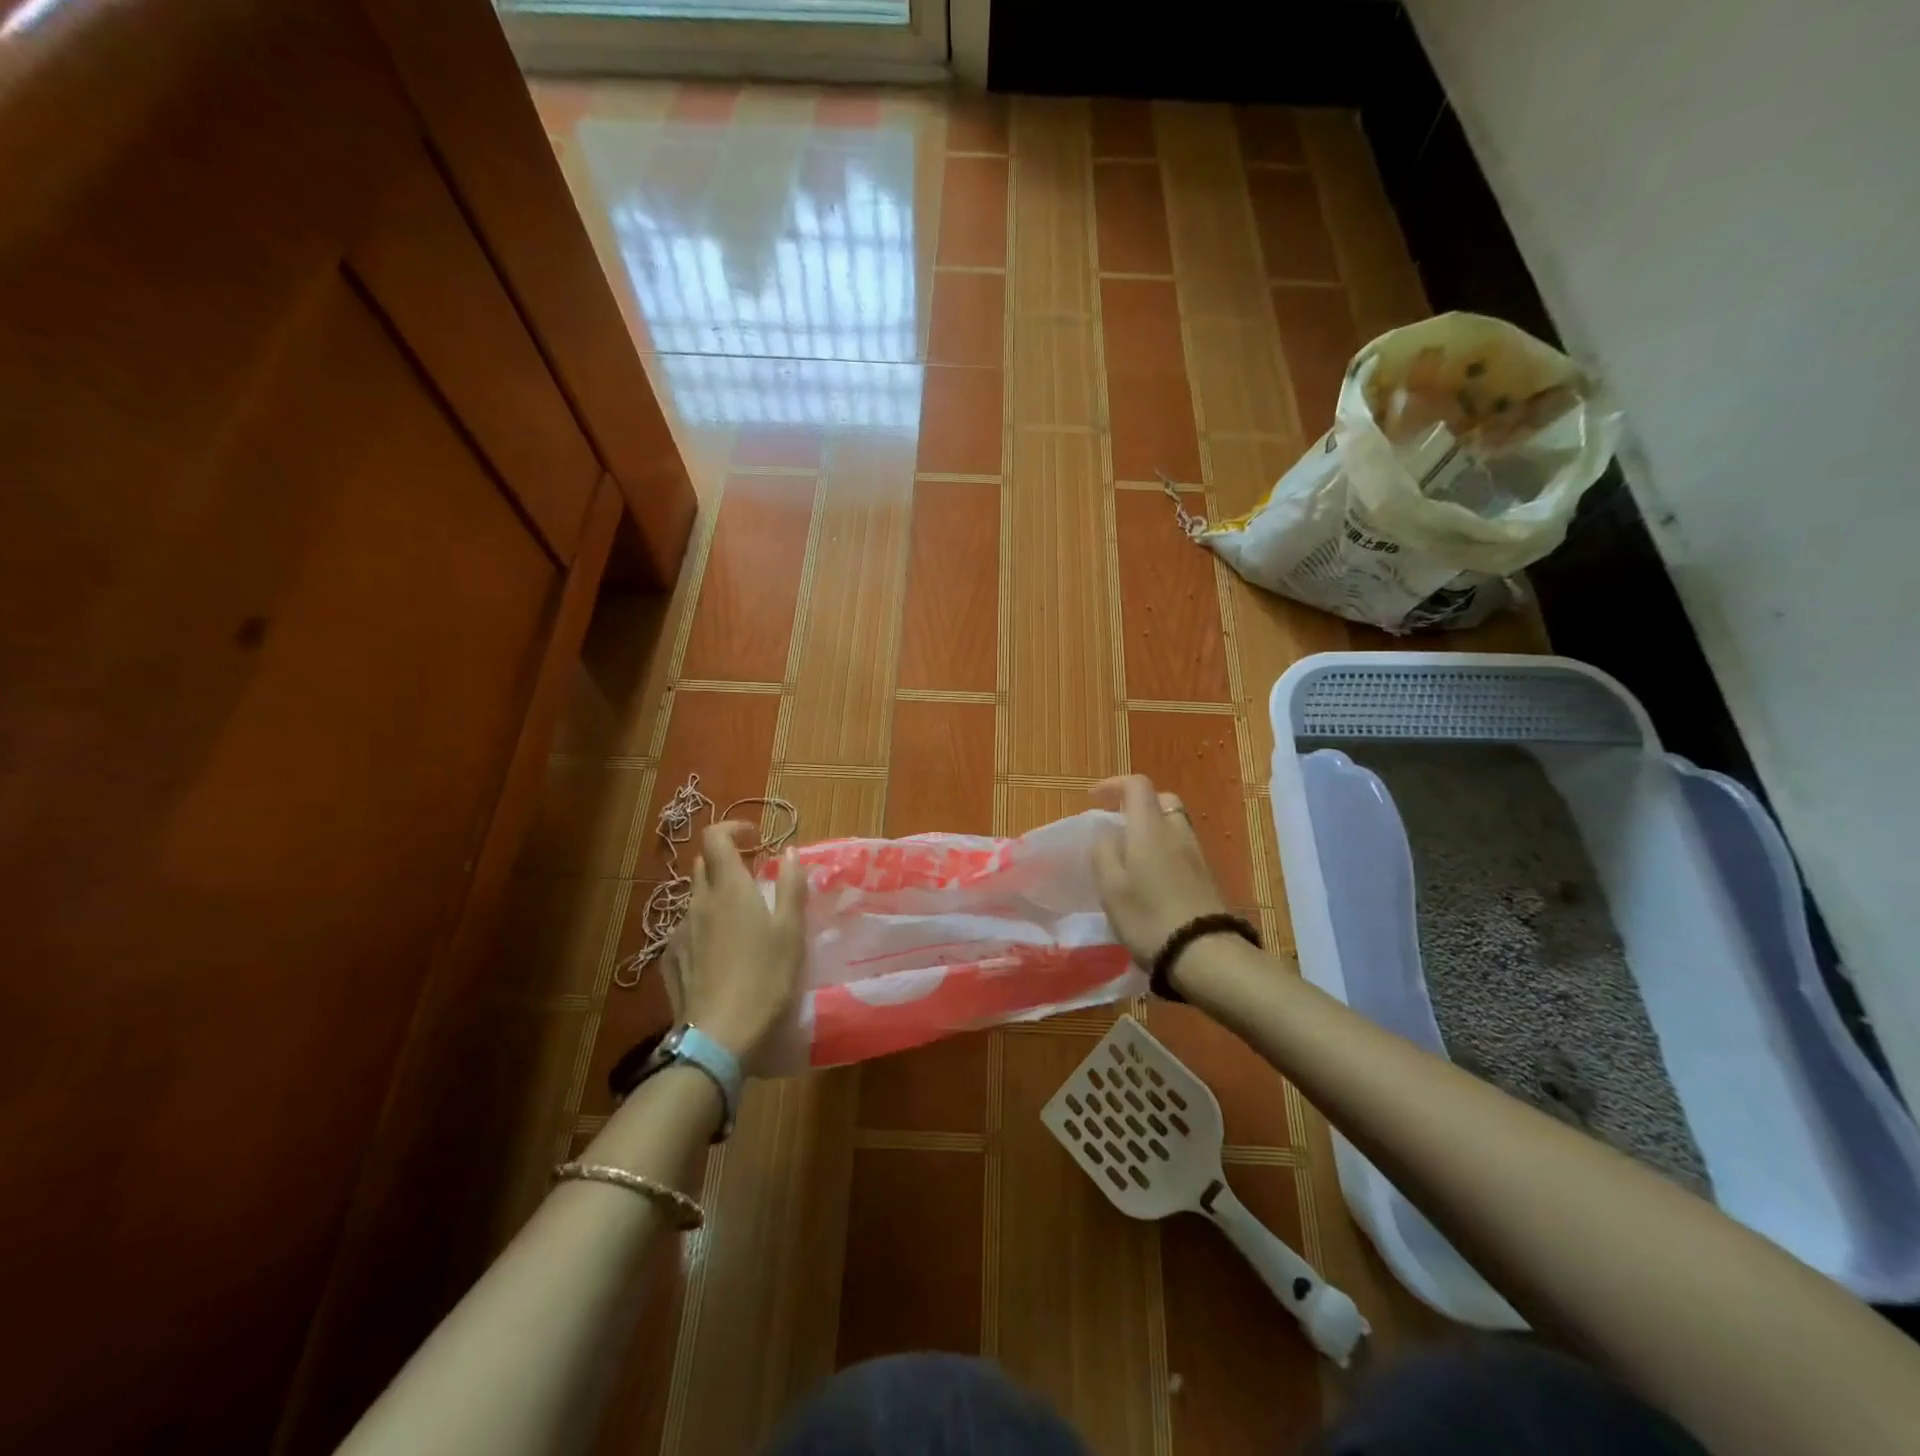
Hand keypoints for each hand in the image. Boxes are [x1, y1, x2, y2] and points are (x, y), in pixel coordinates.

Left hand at [678, 822, 807, 1061]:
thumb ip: (792, 886)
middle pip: (704, 865)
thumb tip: (790, 851)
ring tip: (741, 923)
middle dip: (727, 863)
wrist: (719, 1036)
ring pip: (695, 898)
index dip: (733, 828)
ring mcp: (679, 931)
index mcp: (729, 888)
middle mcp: (698, 901)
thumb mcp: (791, 931)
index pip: (715, 837)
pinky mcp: (669, 959)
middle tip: (754, 881)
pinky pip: (686, 929)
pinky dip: (704, 927)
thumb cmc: (765, 978)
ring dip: (716, 897)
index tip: (754, 838)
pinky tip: (720, 954)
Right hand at [1090, 775, 1227, 965]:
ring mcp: (1196, 854)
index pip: (1137, 785)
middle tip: (1117, 823)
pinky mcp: (1206, 876)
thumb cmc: (1148, 917)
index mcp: (1150, 828)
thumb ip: (1103, 851)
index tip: (1095, 797)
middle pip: (1162, 800)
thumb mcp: (1111, 886)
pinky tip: (1151, 875)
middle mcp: (1176, 832)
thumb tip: (1106, 832)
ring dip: (1152, 828)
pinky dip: (1164, 848)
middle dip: (1138, 804)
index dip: (1114, 784)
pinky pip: (1181, 847)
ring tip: (1131, 852)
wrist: (1203, 953)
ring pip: (1174, 824)